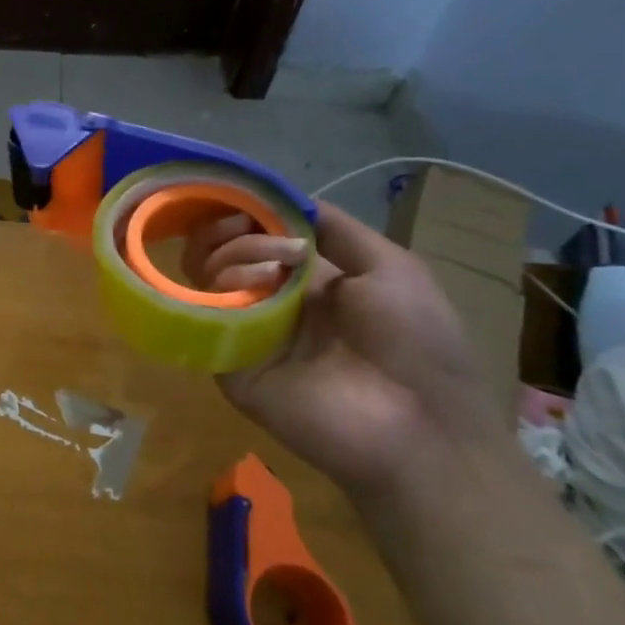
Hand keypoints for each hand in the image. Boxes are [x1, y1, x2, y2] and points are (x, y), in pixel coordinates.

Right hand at [182, 202, 498, 493]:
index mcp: (307, 282)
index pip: (255, 237)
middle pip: (222, 252)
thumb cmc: (417, 343)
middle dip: (231, 228)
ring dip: (233, 254)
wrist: (419, 428)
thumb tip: (284, 199)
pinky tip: (253, 288)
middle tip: (247, 226)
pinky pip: (205, 316)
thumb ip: (339, 230)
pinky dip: (222, 290)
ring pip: (208, 276)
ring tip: (271, 266)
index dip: (246, 212)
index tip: (244, 196)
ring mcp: (245, 332)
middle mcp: (269, 302)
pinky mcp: (227, 363)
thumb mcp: (392, 269)